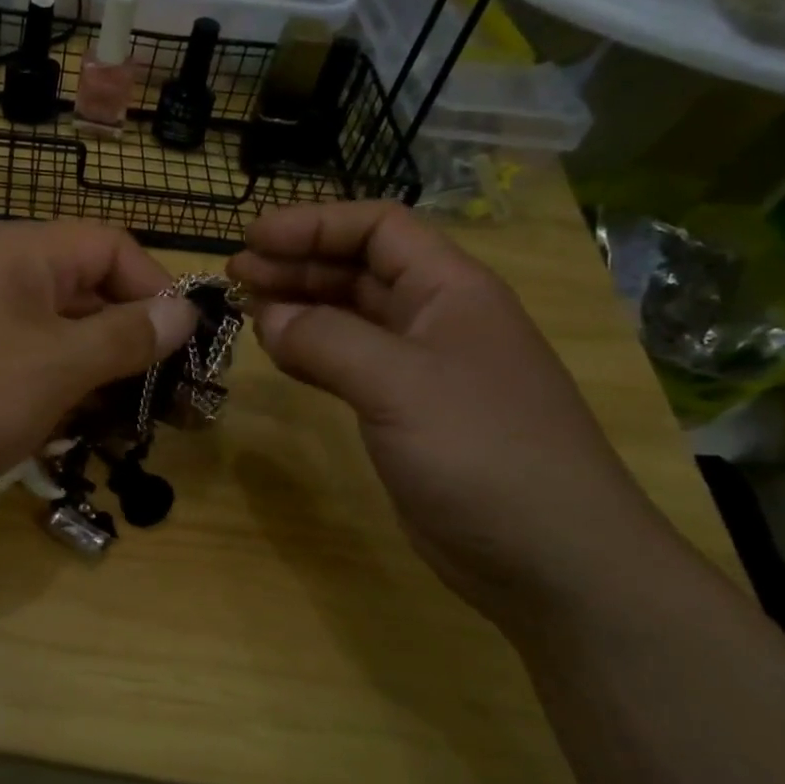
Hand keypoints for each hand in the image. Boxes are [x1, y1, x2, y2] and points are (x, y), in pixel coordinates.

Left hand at [0, 222, 197, 523]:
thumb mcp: (56, 366)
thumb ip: (125, 336)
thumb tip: (185, 309)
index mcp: (23, 254)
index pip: (112, 247)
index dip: (156, 290)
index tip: (184, 347)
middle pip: (87, 294)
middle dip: (131, 345)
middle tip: (167, 401)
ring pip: (58, 339)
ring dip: (95, 379)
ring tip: (123, 426)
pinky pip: (24, 368)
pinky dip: (53, 396)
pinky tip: (69, 436)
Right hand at [227, 201, 689, 633]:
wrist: (549, 559)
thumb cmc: (482, 452)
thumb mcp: (400, 384)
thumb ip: (327, 341)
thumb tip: (267, 316)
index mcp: (451, 291)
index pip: (378, 229)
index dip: (314, 224)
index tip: (253, 239)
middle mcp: (437, 320)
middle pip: (359, 269)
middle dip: (297, 263)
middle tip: (236, 274)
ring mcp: (422, 370)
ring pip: (350, 318)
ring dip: (300, 306)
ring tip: (246, 308)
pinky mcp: (406, 414)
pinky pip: (348, 365)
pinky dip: (311, 353)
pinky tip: (278, 354)